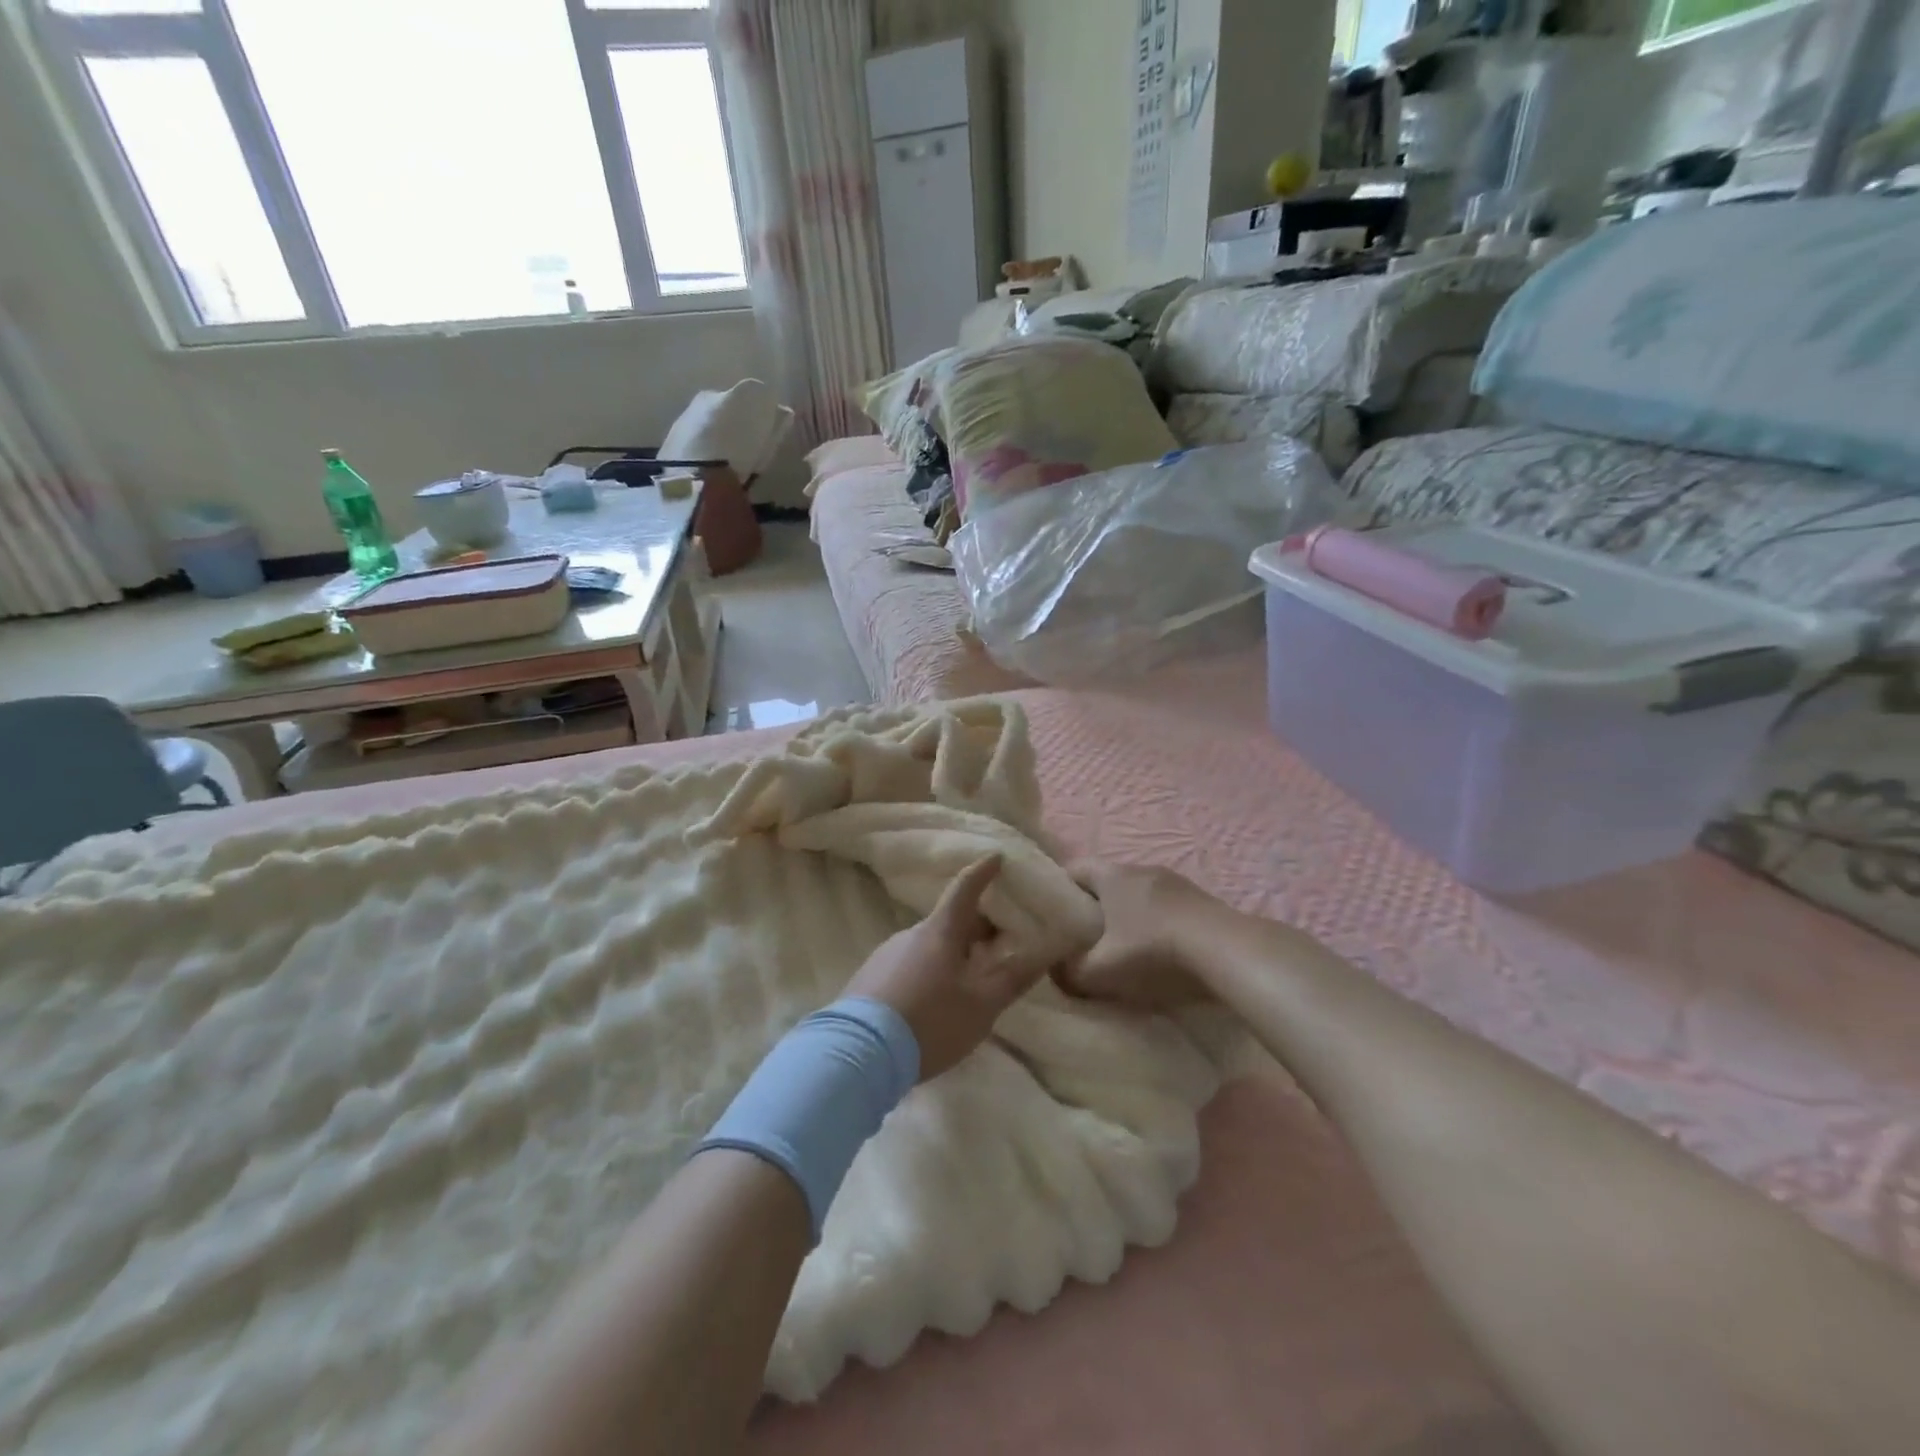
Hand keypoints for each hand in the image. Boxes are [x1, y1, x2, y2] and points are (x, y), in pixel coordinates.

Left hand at [846, 855, 1044, 1081]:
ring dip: (953, 952)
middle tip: (1000, 943)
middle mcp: (911, 934)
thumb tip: (1046, 949)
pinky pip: (909, 964)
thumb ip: (1013, 977)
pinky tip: (935, 1000)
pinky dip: (930, 970)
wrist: (857, 1054)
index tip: (996, 857)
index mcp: (940, 932)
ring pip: (929, 945)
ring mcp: (886, 956)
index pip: (964, 889)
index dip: (982, 872)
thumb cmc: (929, 1022)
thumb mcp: (981, 1005)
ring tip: (971, 979)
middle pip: (949, 921)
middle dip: (976, 927)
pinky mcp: (869, 980)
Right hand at [1054, 860, 1220, 1010]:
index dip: (1059, 887)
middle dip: (1093, 904)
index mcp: (1112, 875)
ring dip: (1127, 913)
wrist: (1224, 950)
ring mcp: (1175, 882)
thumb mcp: (1100, 970)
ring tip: (1122, 944)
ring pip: (1138, 892)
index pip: (1074, 867)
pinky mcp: (1200, 899)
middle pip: (1107, 880)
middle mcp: (1141, 868)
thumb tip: (1055, 971)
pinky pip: (1165, 905)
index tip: (1052, 913)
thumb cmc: (1152, 950)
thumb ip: (1069, 971)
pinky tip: (1159, 948)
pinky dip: (1155, 921)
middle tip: (1083, 934)